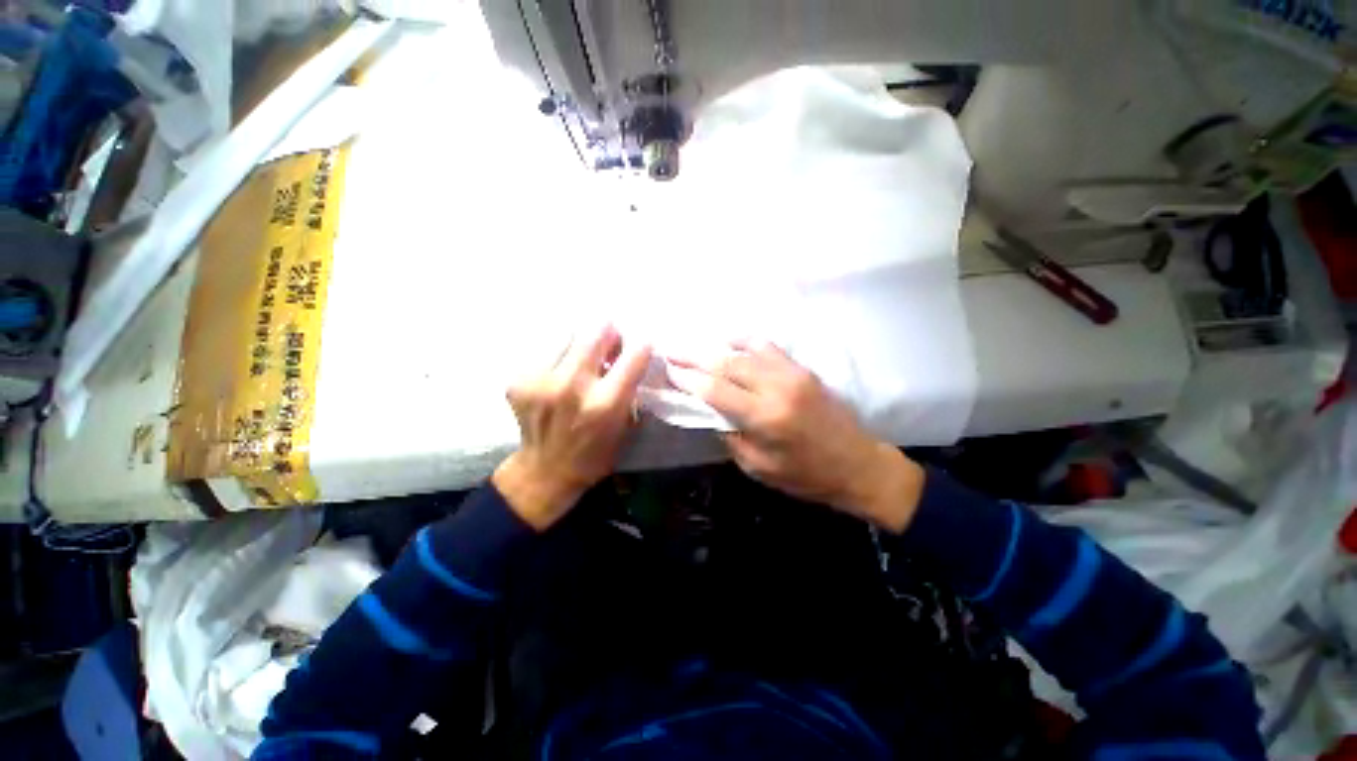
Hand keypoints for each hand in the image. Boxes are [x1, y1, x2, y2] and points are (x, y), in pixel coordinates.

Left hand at [493, 325, 651, 530]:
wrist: (545, 471)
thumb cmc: (595, 452)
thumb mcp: (626, 426)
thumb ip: (631, 389)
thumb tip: (633, 357)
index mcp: (606, 403)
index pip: (635, 354)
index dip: (642, 345)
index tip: (641, 345)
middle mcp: (573, 386)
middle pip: (597, 331)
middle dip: (609, 333)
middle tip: (610, 343)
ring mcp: (542, 381)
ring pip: (569, 335)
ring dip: (581, 344)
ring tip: (581, 361)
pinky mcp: (519, 380)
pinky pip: (546, 350)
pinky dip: (558, 357)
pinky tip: (558, 375)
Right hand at [669, 341, 924, 532]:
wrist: (857, 464)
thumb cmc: (806, 475)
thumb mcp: (758, 467)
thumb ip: (730, 435)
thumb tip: (709, 411)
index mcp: (765, 417)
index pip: (715, 390)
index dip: (687, 379)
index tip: (668, 370)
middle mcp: (777, 387)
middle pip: (726, 362)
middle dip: (693, 355)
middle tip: (671, 349)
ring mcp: (792, 373)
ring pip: (745, 348)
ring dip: (715, 345)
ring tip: (695, 345)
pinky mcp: (802, 368)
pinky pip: (767, 346)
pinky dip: (743, 341)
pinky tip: (729, 343)